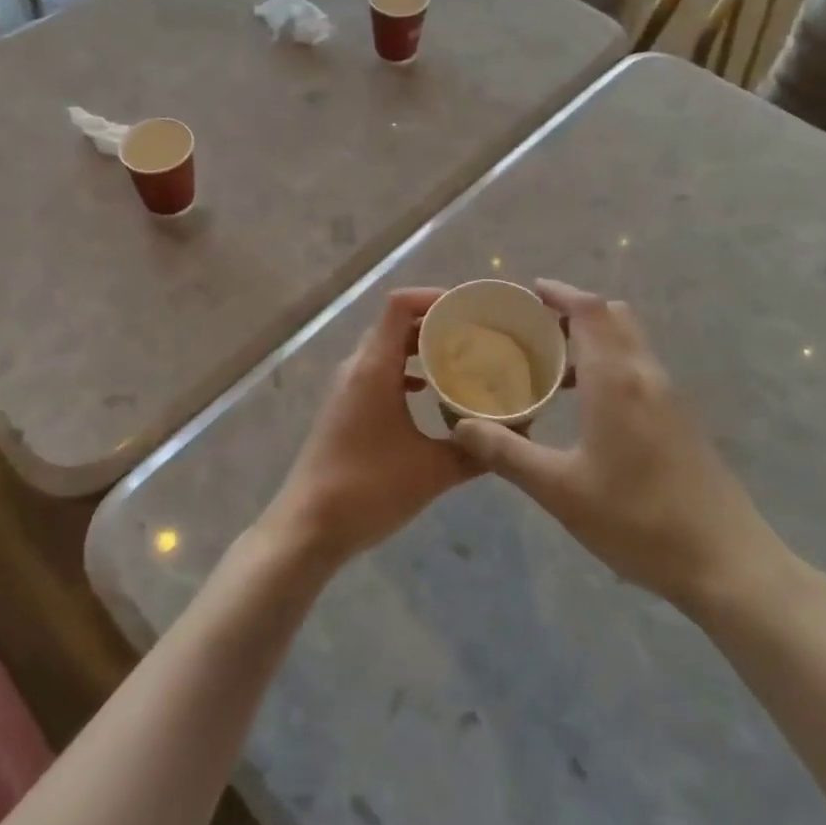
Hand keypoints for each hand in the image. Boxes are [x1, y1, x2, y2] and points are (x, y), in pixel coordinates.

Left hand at [261, 289, 473, 568]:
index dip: (434, 297)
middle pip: (397, 324)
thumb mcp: (432, 471)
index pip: (400, 305)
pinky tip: (430, 393)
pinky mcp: (346, 408)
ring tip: (462, 359)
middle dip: (436, 323)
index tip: (470, 309)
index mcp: (374, 368)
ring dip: (421, 348)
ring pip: (388, 349)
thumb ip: (476, 452)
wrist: (309, 527)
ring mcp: (348, 387)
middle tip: (477, 334)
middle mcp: (358, 367)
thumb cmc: (368, 489)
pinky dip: (406, 371)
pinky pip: (380, 372)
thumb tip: (517, 438)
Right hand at [448, 280, 791, 616]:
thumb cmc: (637, 520)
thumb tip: (461, 426)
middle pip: (612, 316)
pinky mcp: (681, 419)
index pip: (589, 310)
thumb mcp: (560, 491)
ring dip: (593, 339)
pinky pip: (639, 368)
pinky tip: (587, 405)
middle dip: (574, 311)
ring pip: (629, 342)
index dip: (559, 292)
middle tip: (535, 329)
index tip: (528, 292)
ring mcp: (669, 396)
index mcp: (616, 380)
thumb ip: (507, 453)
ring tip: (552, 367)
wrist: (726, 564)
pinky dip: (610, 363)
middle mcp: (645, 374)